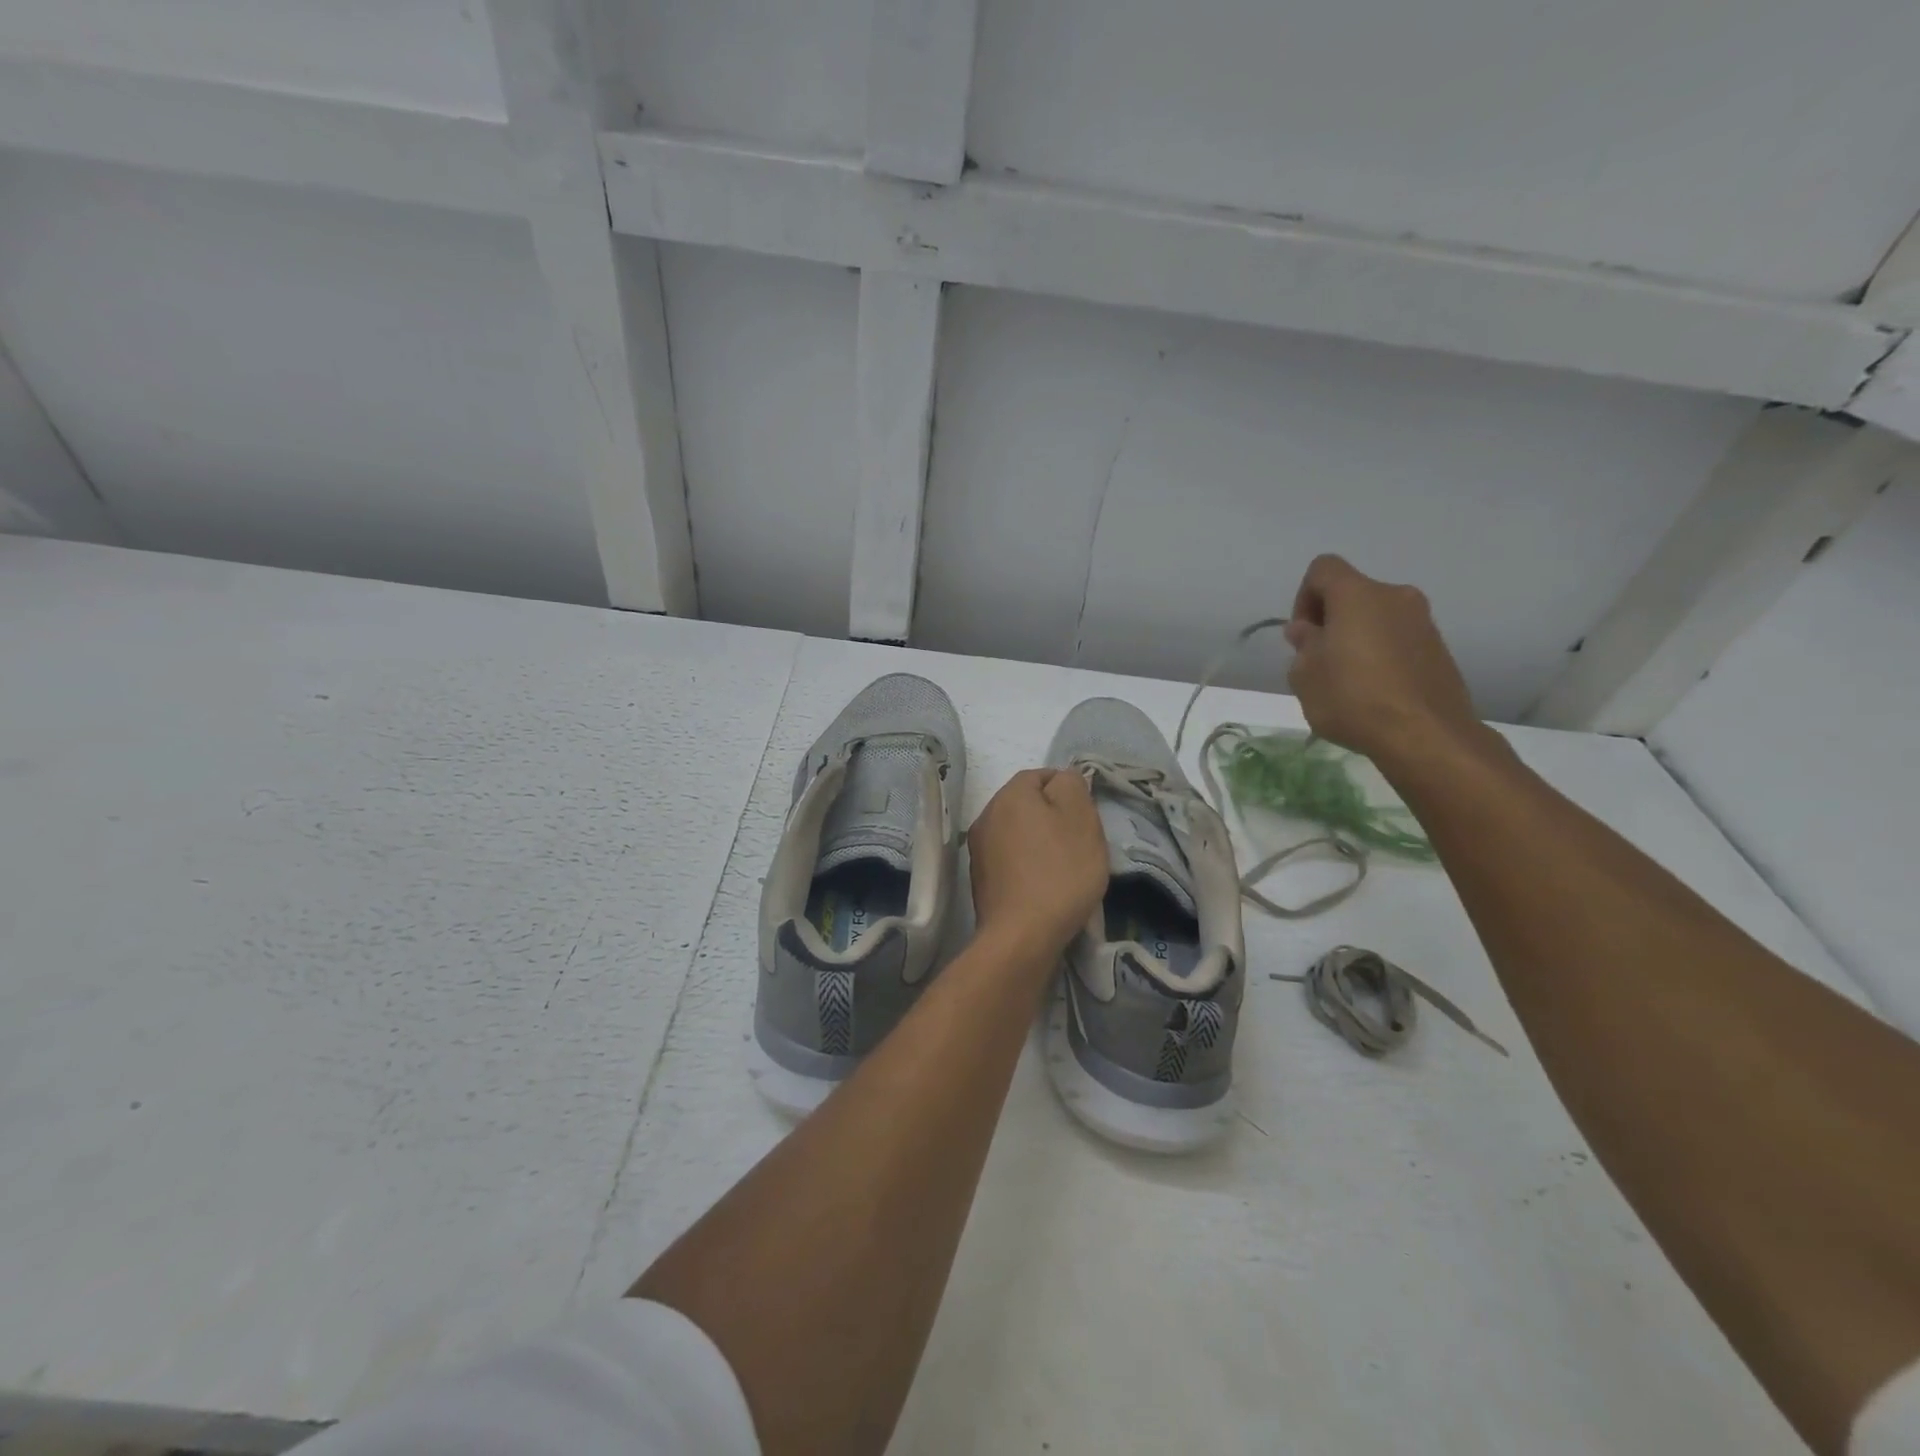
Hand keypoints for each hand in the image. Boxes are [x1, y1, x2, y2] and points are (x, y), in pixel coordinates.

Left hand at [967, 769, 1109, 956]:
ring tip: (1064, 866)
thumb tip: (1063, 779)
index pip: (1040, 775)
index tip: (1087, 815)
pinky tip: (1044, 885)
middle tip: (1080, 841)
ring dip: (1039, 841)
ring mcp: (978, 849)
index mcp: (1009, 795)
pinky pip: (1009, 859)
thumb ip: (1073, 786)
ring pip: (1017, 832)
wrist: (1022, 935)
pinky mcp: (979, 879)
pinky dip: (1027, 864)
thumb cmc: (1059, 871)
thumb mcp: (1081, 819)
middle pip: (1026, 804)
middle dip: (1053, 816)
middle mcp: (986, 815)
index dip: (1067, 789)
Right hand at [1284, 554, 1491, 769]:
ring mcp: (1423, 622)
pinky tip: (1374, 691)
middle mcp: (1395, 596)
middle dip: (1331, 621)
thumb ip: (1303, 645)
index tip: (1302, 636)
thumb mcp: (1305, 675)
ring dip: (1357, 638)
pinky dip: (1381, 655)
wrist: (1425, 735)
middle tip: (1319, 661)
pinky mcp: (1439, 649)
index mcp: (1357, 594)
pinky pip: (1399, 639)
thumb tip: (1309, 631)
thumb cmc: (1353, 698)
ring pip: (1377, 617)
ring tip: (1346, 681)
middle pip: (1352, 594)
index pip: (1322, 569)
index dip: (1304, 597)